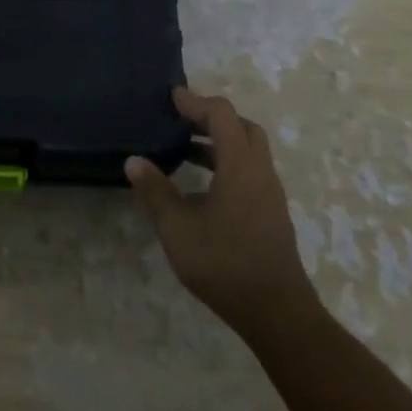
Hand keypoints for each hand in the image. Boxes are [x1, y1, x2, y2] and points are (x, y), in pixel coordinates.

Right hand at [125, 87, 321, 342]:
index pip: (221, 115)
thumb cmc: (225, 264)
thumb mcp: (178, 228)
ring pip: (249, 150)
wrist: (277, 313)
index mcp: (240, 165)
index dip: (195, 101)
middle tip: (182, 120)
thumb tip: (134, 161)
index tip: (171, 98)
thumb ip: (155, 192)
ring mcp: (270, 194)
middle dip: (212, 117)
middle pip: (242, 127)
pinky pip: (250, 171)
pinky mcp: (271, 213)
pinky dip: (227, 163)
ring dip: (220, 142)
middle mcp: (260, 172)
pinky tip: (203, 187)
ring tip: (186, 149)